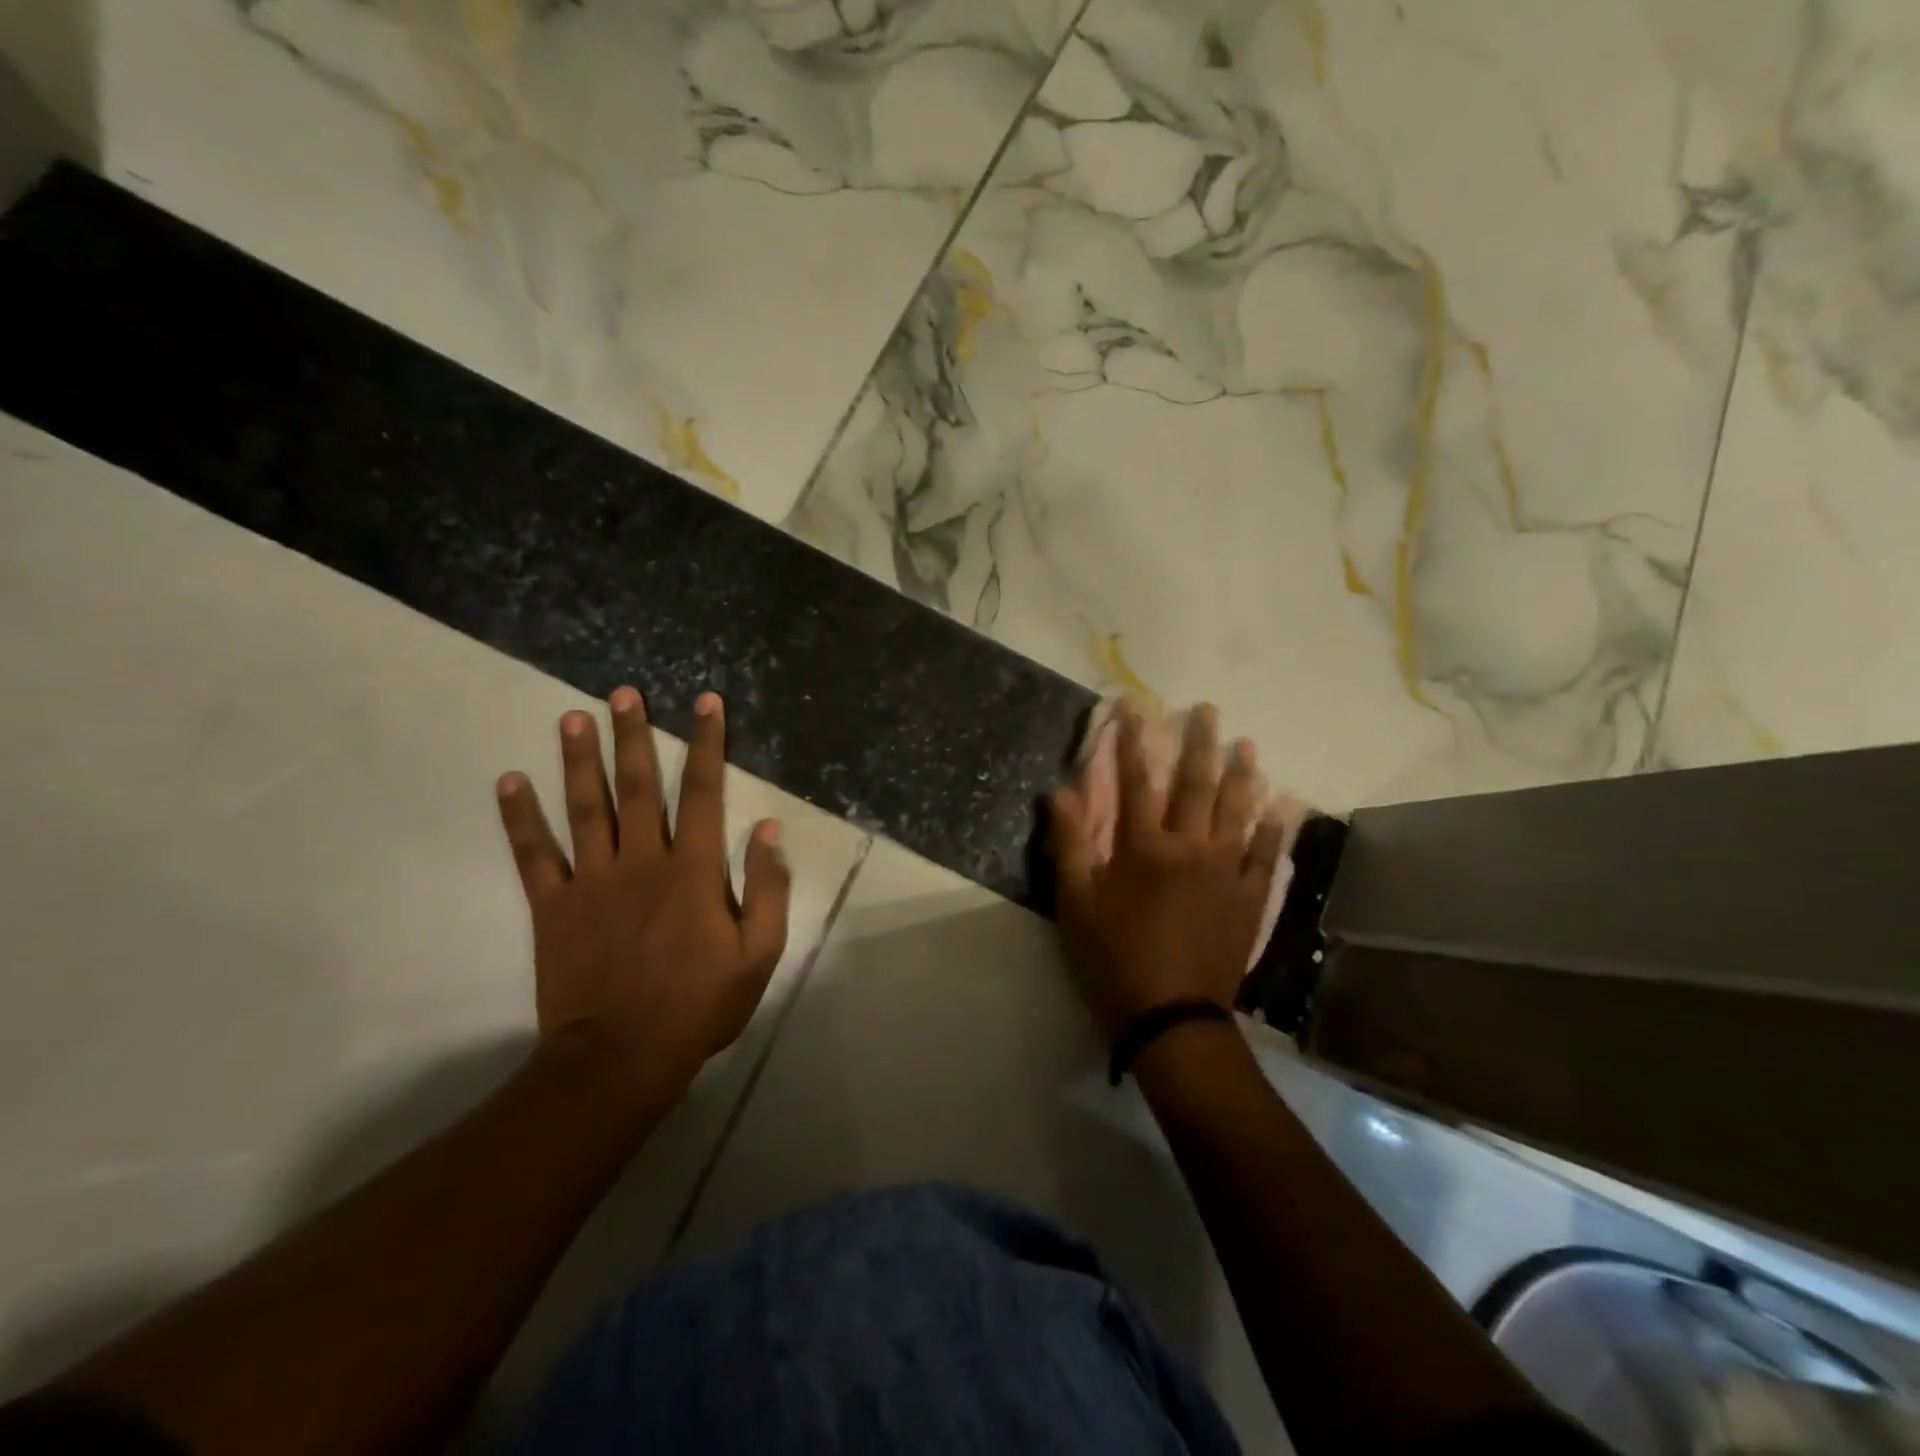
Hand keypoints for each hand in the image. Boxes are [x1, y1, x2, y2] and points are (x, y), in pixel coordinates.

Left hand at [495, 688, 789, 1100]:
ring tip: (572, 718)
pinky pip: (534, 855)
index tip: (706, 703)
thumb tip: (768, 830)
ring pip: (584, 808)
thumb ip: (767, 889)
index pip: (703, 792)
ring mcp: (592, 881)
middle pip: (637, 786)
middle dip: (633, 736)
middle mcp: (642, 861)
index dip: (707, 744)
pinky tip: (509, 782)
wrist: (622, 1057)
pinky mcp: (554, 907)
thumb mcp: (758, 953)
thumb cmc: (699, 1004)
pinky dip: (520, 818)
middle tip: (622, 694)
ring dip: (579, 760)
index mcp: (693, 870)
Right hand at [1050, 704, 1284, 1041]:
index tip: (1134, 706)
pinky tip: (1281, 806)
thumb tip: (1060, 791)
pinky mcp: (1249, 899)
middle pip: (1196, 785)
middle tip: (1207, 709)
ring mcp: (1226, 872)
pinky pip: (1265, 856)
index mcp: (1143, 848)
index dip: (1132, 741)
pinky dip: (1274, 829)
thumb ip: (1069, 843)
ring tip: (1247, 744)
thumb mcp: (1075, 903)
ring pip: (1237, 812)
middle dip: (1199, 743)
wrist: (1171, 1017)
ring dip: (1242, 774)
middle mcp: (1190, 848)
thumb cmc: (1113, 959)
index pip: (1135, 781)